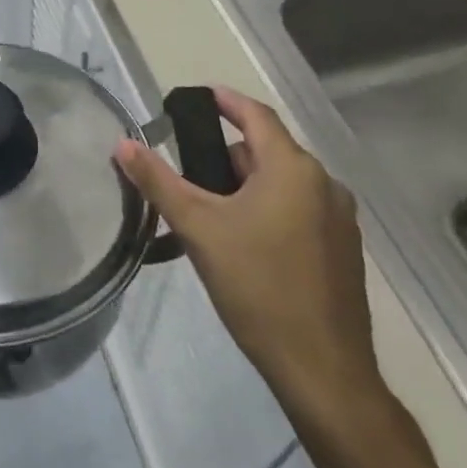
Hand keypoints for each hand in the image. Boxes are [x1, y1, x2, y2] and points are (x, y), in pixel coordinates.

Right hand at [114, 89, 380, 424]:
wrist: (323, 371)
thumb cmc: (258, 287)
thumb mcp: (198, 228)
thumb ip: (158, 181)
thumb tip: (123, 143)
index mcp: (293, 169)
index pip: (256, 115)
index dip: (225, 101)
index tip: (198, 96)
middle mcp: (324, 185)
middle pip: (266, 152)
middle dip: (225, 156)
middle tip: (187, 172)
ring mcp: (339, 220)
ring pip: (281, 184)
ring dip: (245, 187)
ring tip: (207, 212)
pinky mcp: (343, 252)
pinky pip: (298, 212)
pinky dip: (267, 211)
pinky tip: (241, 243)